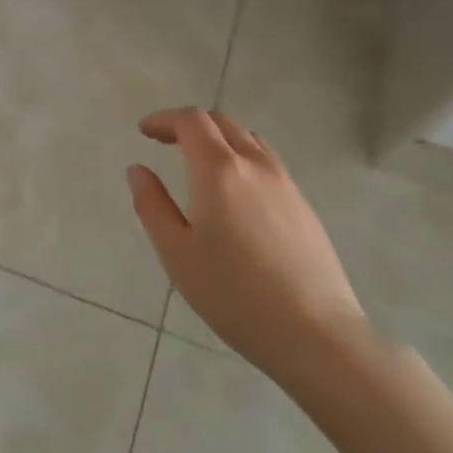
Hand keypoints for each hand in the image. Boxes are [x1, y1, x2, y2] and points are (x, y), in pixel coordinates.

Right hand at [127, 108, 365, 382]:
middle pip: (222, 123)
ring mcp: (286, 183)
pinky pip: (267, 163)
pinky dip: (241, 159)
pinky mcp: (304, 206)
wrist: (315, 334)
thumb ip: (152, 205)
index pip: (191, 121)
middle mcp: (255, 165)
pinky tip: (234, 195)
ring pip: (248, 140)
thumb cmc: (233, 294)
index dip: (164, 118)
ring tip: (198, 165)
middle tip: (165, 142)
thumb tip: (138, 170)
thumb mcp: (176, 253)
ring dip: (219, 139)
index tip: (144, 131)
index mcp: (219, 170)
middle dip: (189, 125)